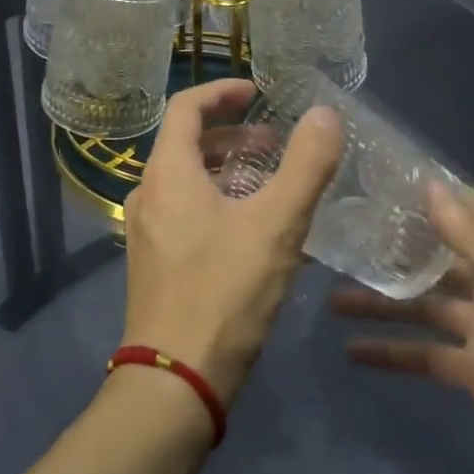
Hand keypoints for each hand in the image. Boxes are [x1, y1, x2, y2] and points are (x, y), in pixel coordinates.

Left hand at [120, 79, 341, 404]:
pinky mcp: (154, 264)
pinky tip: (253, 232)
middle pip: (186, 143)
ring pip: (186, 181)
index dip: (221, 92)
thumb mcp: (277, 224)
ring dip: (227, 171)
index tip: (256, 93)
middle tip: (274, 144)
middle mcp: (148, 193)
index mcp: (168, 172)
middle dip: (232, 136)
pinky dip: (217, 202)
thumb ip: (306, 165)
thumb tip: (325, 114)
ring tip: (270, 185)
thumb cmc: (225, 291)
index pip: (185, 107)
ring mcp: (147, 231)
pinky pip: (185, 212)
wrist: (176, 381)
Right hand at [331, 185, 473, 473]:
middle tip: (334, 235)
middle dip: (388, 246)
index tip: (370, 176)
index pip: (460, 208)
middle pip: (431, 256)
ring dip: (379, 301)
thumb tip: (429, 185)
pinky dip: (391, 353)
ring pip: (420, 305)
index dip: (420, 191)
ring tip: (328, 295)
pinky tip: (352, 353)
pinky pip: (424, 355)